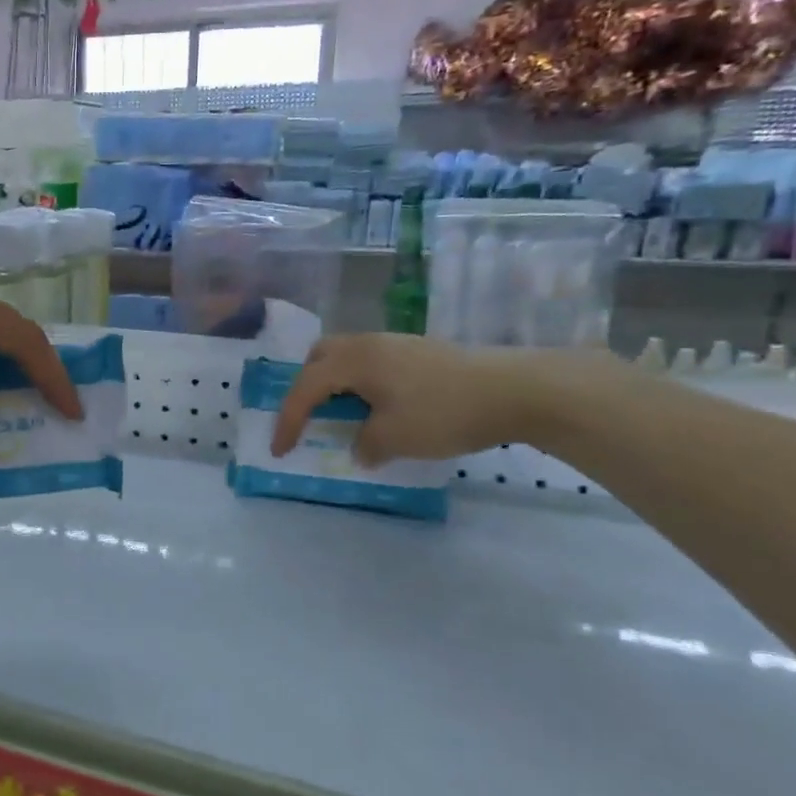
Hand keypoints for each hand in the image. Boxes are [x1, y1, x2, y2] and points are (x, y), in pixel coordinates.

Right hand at [270, 333, 596, 463]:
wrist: (515, 389)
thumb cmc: (444, 412)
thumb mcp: (394, 438)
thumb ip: (364, 444)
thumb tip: (360, 447)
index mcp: (353, 360)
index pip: (305, 388)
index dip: (288, 421)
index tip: (280, 451)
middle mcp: (369, 344)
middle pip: (320, 357)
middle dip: (306, 388)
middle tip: (310, 417)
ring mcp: (397, 344)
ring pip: (348, 358)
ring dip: (337, 385)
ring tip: (346, 416)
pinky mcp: (420, 352)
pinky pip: (373, 364)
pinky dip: (363, 385)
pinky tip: (382, 409)